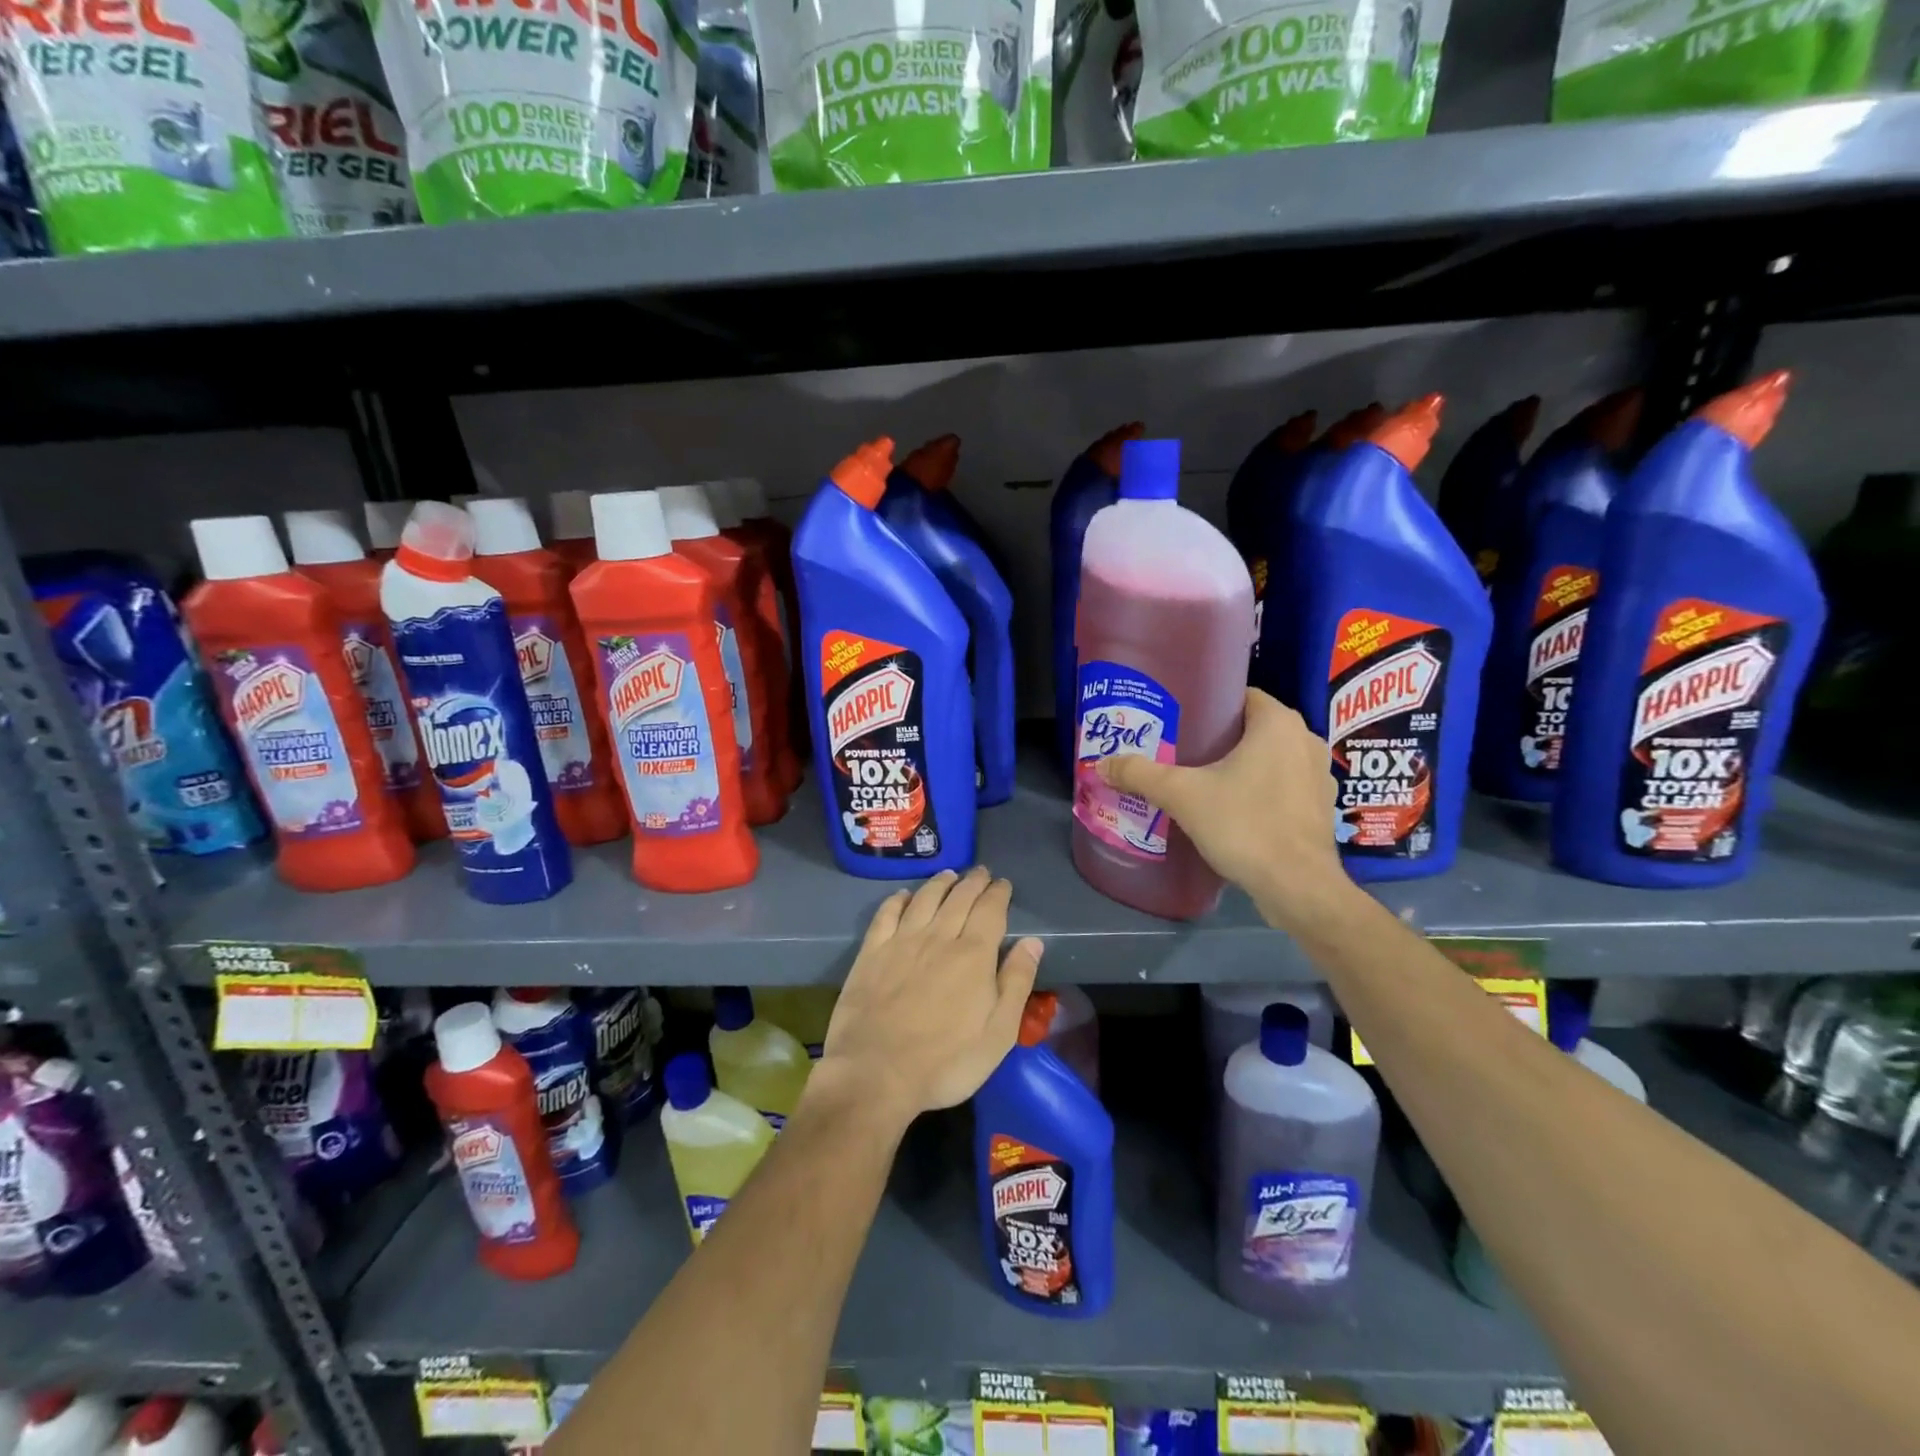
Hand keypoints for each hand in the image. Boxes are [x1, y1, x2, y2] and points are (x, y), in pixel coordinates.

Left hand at [818, 867, 1043, 1126]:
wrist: (876, 1073)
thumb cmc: (946, 1062)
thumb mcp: (998, 1033)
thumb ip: (1016, 982)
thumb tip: (1032, 942)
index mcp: (973, 955)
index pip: (990, 910)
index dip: (998, 894)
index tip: (1003, 884)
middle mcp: (938, 937)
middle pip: (959, 898)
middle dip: (973, 882)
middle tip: (981, 873)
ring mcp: (901, 942)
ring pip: (925, 899)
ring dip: (940, 883)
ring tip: (949, 875)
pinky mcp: (871, 952)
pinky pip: (886, 914)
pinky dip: (898, 899)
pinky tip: (904, 895)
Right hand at [1096, 688, 1350, 928]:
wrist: (1298, 887)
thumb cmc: (1245, 825)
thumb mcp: (1182, 795)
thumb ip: (1140, 774)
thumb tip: (1101, 764)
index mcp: (1278, 723)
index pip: (1241, 696)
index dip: (1208, 704)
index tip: (1178, 720)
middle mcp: (1305, 740)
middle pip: (1252, 728)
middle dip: (1218, 738)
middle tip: (1179, 751)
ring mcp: (1318, 775)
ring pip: (1270, 758)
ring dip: (1241, 766)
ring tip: (1201, 781)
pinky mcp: (1320, 808)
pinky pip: (1283, 786)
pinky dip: (1260, 791)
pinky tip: (1232, 810)